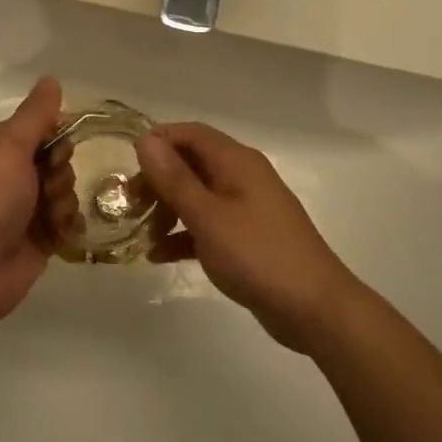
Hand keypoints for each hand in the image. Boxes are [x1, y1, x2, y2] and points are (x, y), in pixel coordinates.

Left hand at [0, 77, 63, 334]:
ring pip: (63, 190)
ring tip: (52, 216)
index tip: (61, 145)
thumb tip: (51, 79)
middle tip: (49, 185)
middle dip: (60, 170)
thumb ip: (34, 116)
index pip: (36, 128)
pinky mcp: (36, 240)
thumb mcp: (8, 149)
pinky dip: (69, 224)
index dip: (55, 133)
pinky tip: (63, 232)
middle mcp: (7, 176)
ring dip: (64, 200)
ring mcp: (22, 210)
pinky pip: (66, 222)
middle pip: (55, 159)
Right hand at [136, 122, 362, 352]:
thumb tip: (146, 139)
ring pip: (197, 195)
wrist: (314, 308)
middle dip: (158, 180)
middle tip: (130, 204)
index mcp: (236, 161)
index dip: (158, 142)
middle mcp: (243, 177)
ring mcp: (247, 208)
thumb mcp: (207, 215)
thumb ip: (174, 178)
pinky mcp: (248, 238)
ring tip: (140, 231)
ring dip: (168, 208)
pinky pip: (208, 224)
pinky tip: (159, 255)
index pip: (190, 133)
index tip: (127, 166)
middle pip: (191, 163)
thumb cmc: (257, 254)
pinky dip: (184, 234)